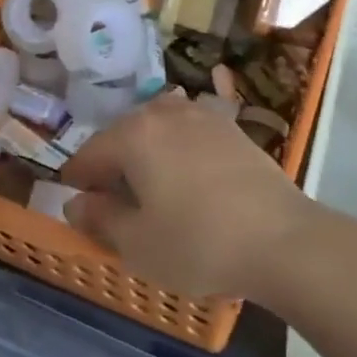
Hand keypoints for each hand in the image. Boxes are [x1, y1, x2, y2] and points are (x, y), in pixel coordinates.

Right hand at [59, 93, 320, 300]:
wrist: (281, 238)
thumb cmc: (198, 243)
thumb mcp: (137, 243)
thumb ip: (100, 218)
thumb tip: (76, 201)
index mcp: (135, 134)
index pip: (91, 152)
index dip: (77, 179)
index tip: (75, 202)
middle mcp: (166, 113)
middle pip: (124, 133)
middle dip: (112, 161)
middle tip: (110, 199)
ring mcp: (202, 115)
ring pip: (158, 125)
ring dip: (146, 149)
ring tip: (148, 184)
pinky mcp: (231, 127)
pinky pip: (190, 129)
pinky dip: (177, 147)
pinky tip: (185, 174)